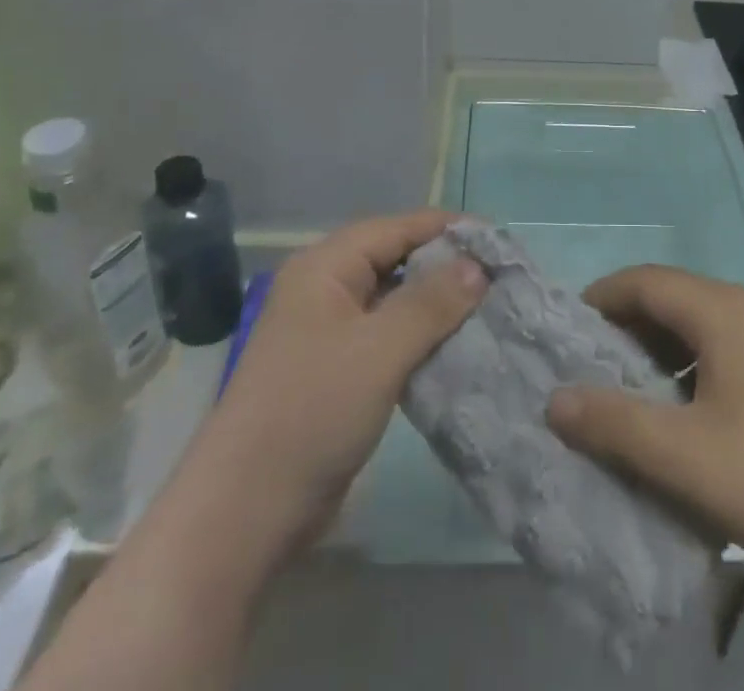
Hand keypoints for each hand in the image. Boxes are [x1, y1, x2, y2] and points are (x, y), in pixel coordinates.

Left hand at [227, 211, 485, 540]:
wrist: (243, 515)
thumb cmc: (311, 413)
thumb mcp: (379, 350)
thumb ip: (432, 302)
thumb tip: (478, 266)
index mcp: (326, 268)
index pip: (398, 228)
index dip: (448, 229)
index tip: (499, 242)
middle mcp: (326, 289)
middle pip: (397, 259)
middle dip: (447, 266)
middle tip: (500, 278)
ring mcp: (329, 333)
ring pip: (395, 300)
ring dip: (438, 304)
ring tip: (490, 309)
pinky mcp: (337, 372)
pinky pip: (389, 337)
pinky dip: (422, 337)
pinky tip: (458, 348)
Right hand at [547, 266, 743, 573]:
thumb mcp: (684, 457)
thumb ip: (615, 424)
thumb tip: (556, 400)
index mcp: (721, 310)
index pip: (645, 281)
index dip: (601, 298)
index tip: (568, 331)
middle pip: (672, 295)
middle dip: (627, 323)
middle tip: (592, 364)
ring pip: (700, 320)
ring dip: (660, 344)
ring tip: (632, 387)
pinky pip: (725, 341)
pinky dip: (691, 360)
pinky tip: (688, 407)